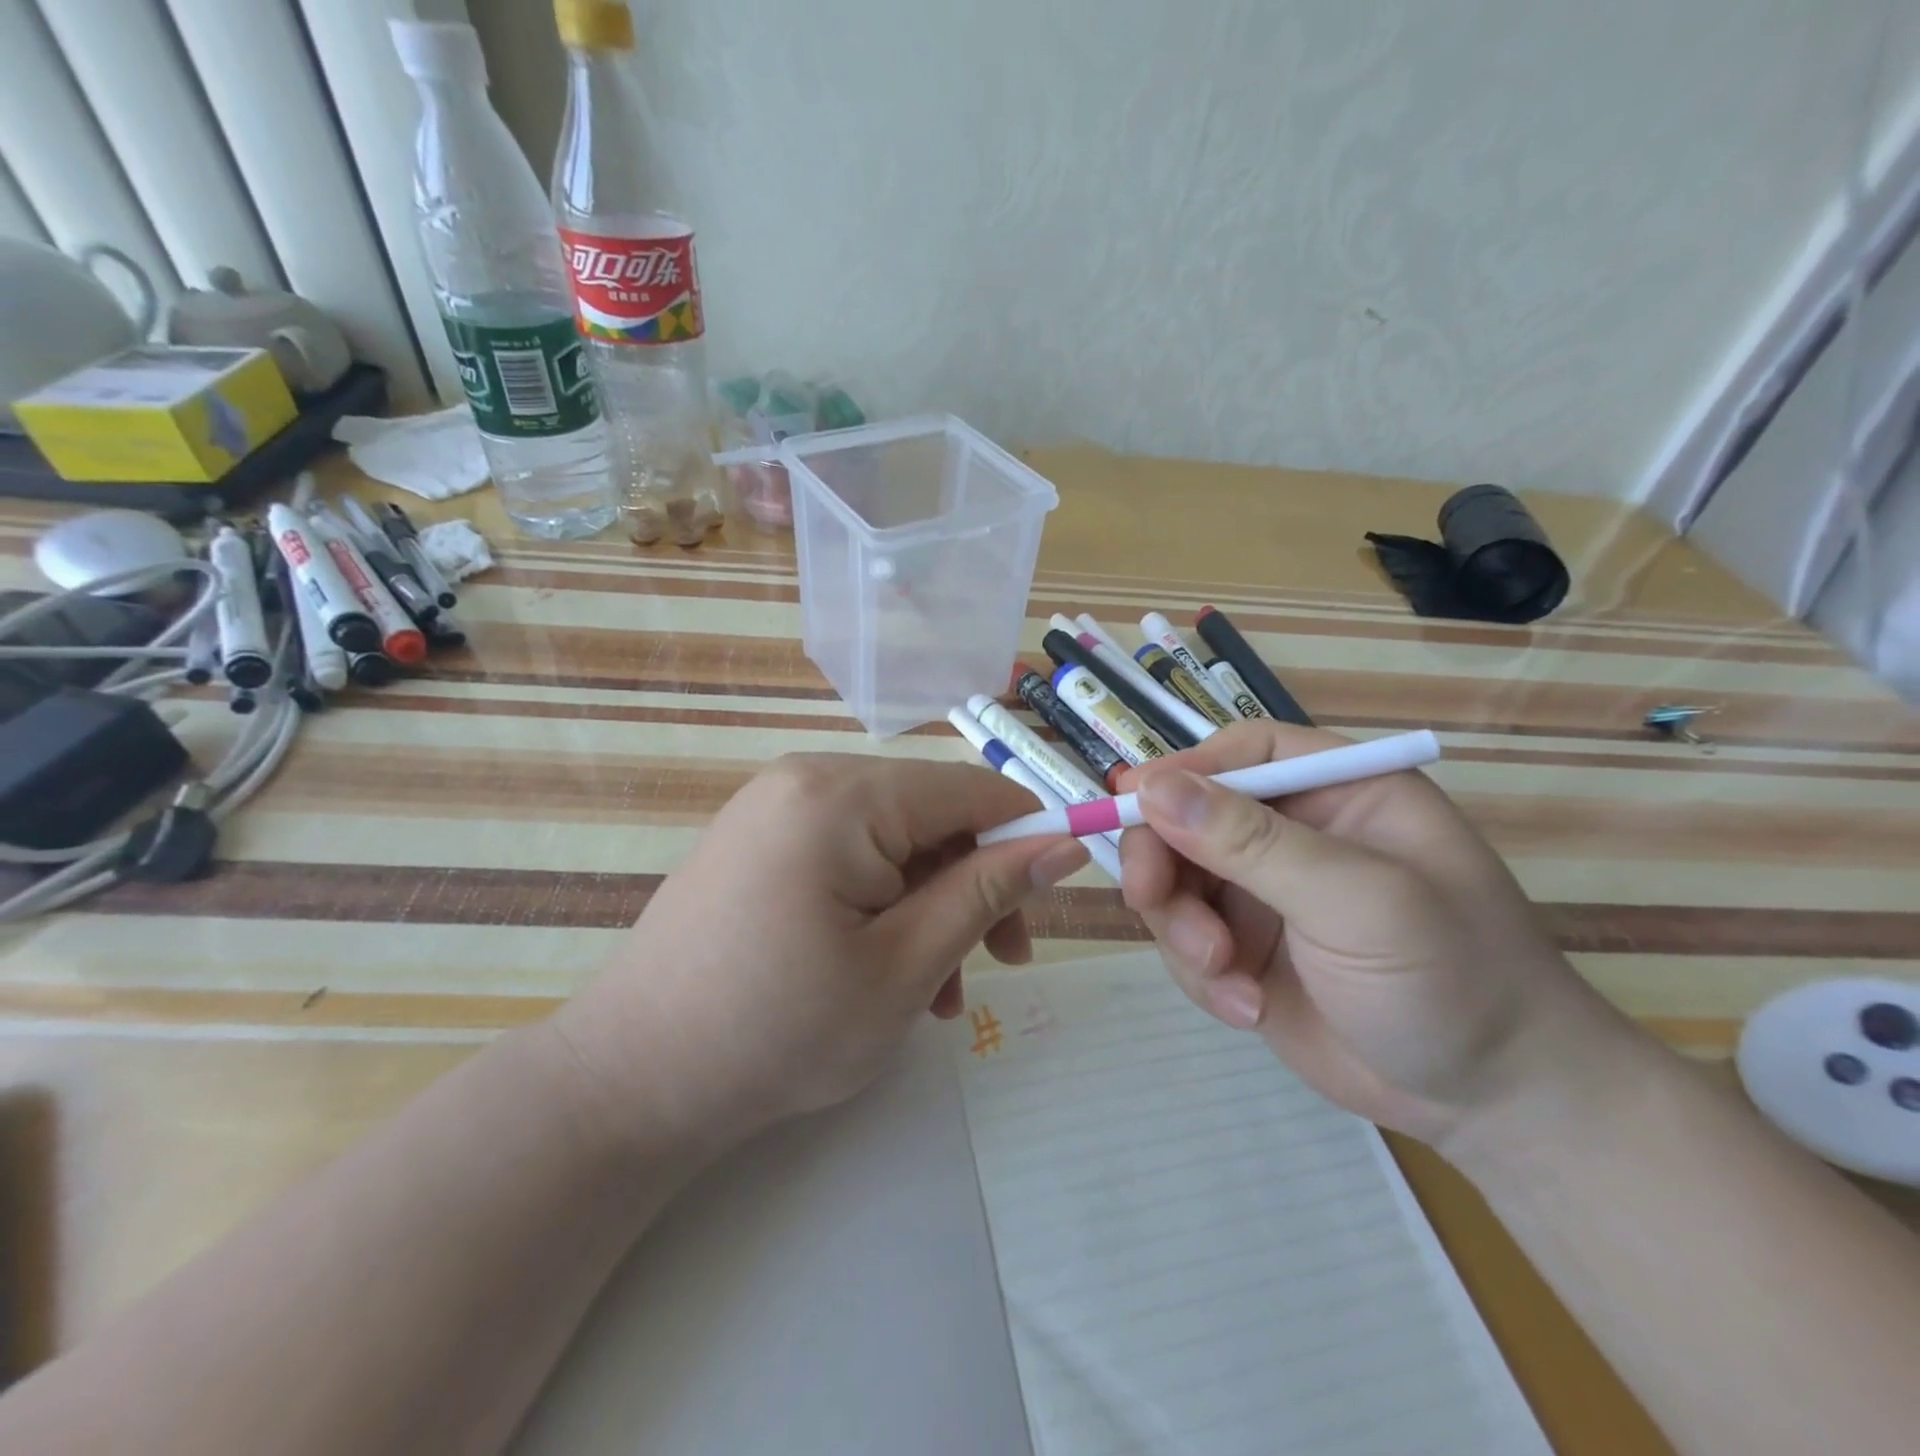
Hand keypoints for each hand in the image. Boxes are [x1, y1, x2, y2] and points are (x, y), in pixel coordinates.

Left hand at [552, 755, 1086, 1151]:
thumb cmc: (778, 1030)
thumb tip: (1063, 843)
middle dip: (974, 885)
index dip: (1027, 835)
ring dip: (931, 905)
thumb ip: (988, 892)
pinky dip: (883, 903)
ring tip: (938, 991)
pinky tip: (887, 971)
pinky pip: (849, 855)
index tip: (1055, 899)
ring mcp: (775, 807)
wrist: (630, 1083)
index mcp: (841, 794)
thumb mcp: (905, 964)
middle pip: (931, 815)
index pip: (970, 790)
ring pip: (894, 841)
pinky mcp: (759, 841)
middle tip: (1001, 962)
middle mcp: (806, 779)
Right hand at [1119, 722, 1631, 1145]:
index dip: (1182, 772)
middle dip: (1165, 862)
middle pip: (1187, 816)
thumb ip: (1252, 843)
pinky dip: (1198, 973)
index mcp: (1337, 792)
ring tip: (1224, 975)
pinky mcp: (1242, 947)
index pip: (1242, 752)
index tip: (1133, 805)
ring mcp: (1262, 892)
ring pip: (1174, 881)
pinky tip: (1246, 1008)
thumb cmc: (1450, 979)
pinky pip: (1182, 938)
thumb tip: (1151, 786)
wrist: (1489, 1104)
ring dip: (1181, 928)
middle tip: (1152, 903)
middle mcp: (1292, 832)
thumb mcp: (1356, 901)